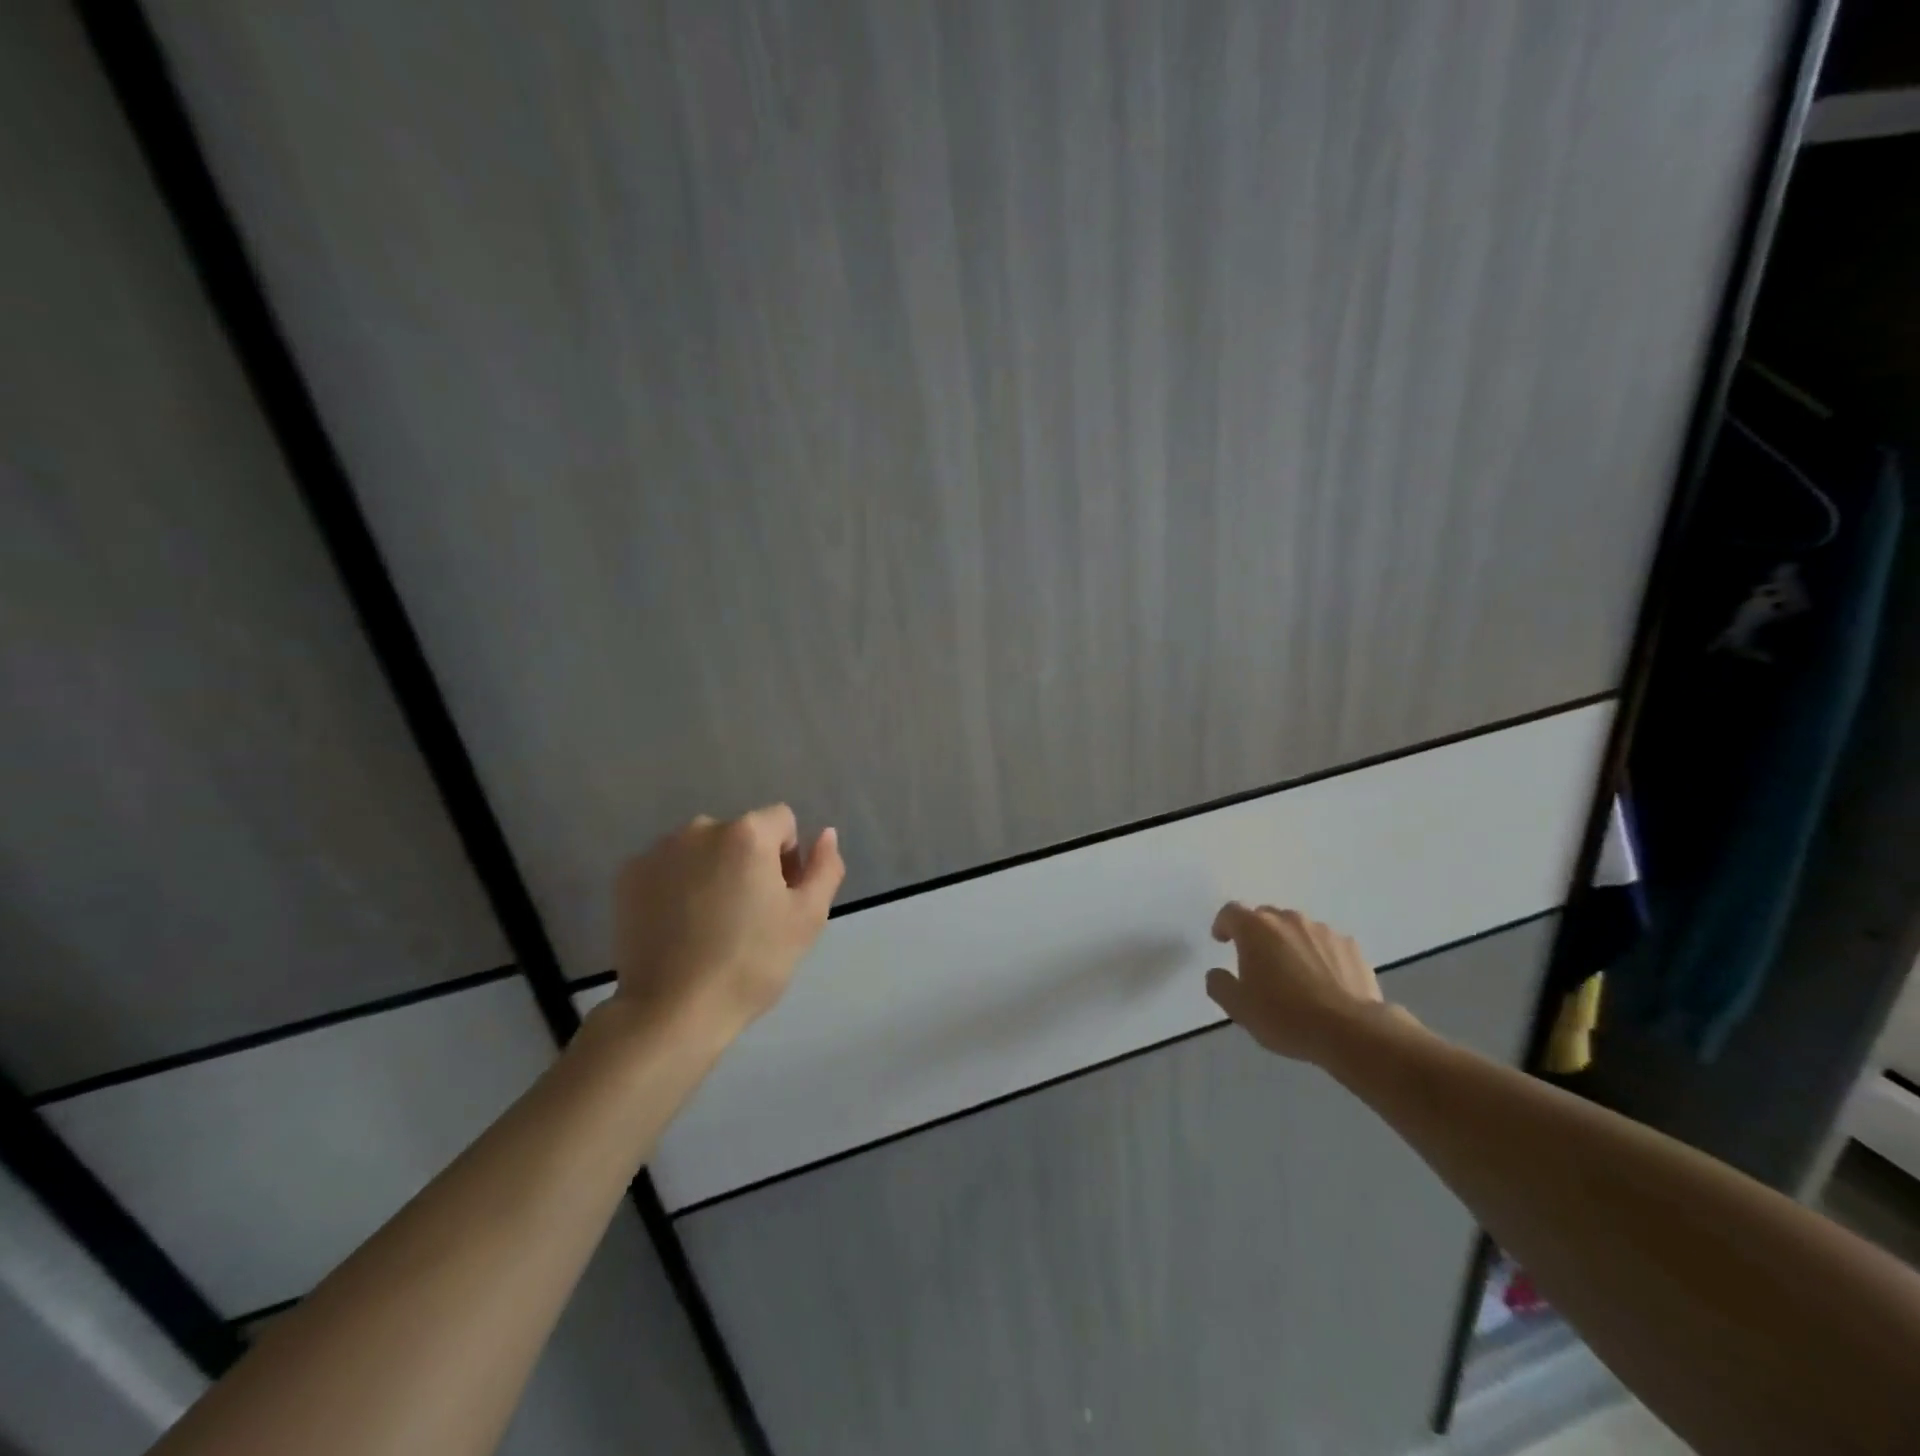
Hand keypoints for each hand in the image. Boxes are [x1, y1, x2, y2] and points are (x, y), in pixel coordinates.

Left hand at [610, 804, 843, 1041]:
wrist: (673, 1011)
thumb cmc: (751, 963)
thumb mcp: (808, 918)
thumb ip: (824, 867)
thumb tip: (825, 834)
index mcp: (747, 833)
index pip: (782, 821)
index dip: (789, 857)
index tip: (779, 899)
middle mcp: (699, 829)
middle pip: (741, 833)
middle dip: (749, 863)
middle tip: (747, 916)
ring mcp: (658, 851)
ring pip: (702, 850)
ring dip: (712, 872)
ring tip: (709, 924)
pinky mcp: (627, 876)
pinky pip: (668, 867)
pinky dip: (677, 886)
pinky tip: (678, 927)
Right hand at [1205, 903, 1400, 1062]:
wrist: (1352, 1032)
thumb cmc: (1285, 1016)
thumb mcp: (1238, 1008)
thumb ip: (1219, 984)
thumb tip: (1217, 973)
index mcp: (1255, 928)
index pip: (1231, 912)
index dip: (1223, 924)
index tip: (1222, 941)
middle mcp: (1288, 920)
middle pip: (1265, 917)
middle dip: (1257, 934)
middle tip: (1257, 961)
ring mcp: (1323, 931)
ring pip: (1297, 929)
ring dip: (1289, 943)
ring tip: (1294, 973)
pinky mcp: (1351, 947)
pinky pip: (1326, 944)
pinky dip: (1319, 955)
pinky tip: (1323, 981)